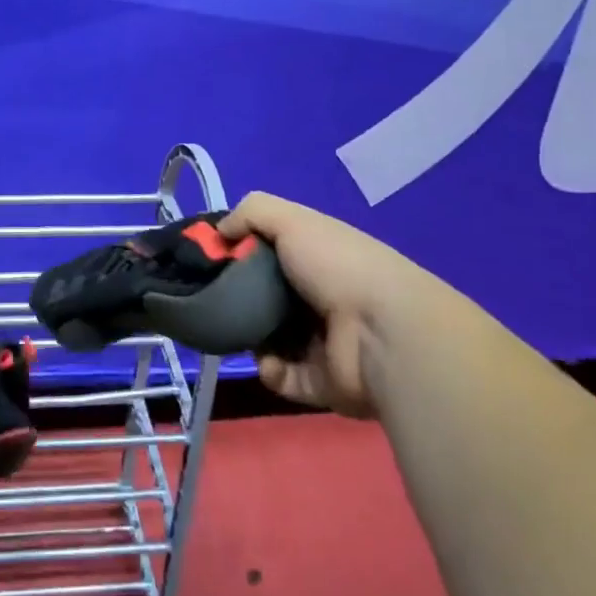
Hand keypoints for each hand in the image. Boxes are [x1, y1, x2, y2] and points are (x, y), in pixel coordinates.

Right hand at [218, 192, 424, 416]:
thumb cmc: (336, 266)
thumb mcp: (291, 220)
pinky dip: (272, 370)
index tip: (211, 257)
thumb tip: (220, 231)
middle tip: (216, 300)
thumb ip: (251, 213)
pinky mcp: (323, 382)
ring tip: (239, 334)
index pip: (271, 252)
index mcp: (318, 257)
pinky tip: (269, 361)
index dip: (240, 252)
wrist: (385, 333)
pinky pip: (284, 376)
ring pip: (269, 339)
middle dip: (238, 299)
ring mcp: (323, 342)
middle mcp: (321, 296)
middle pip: (265, 297)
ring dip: (251, 338)